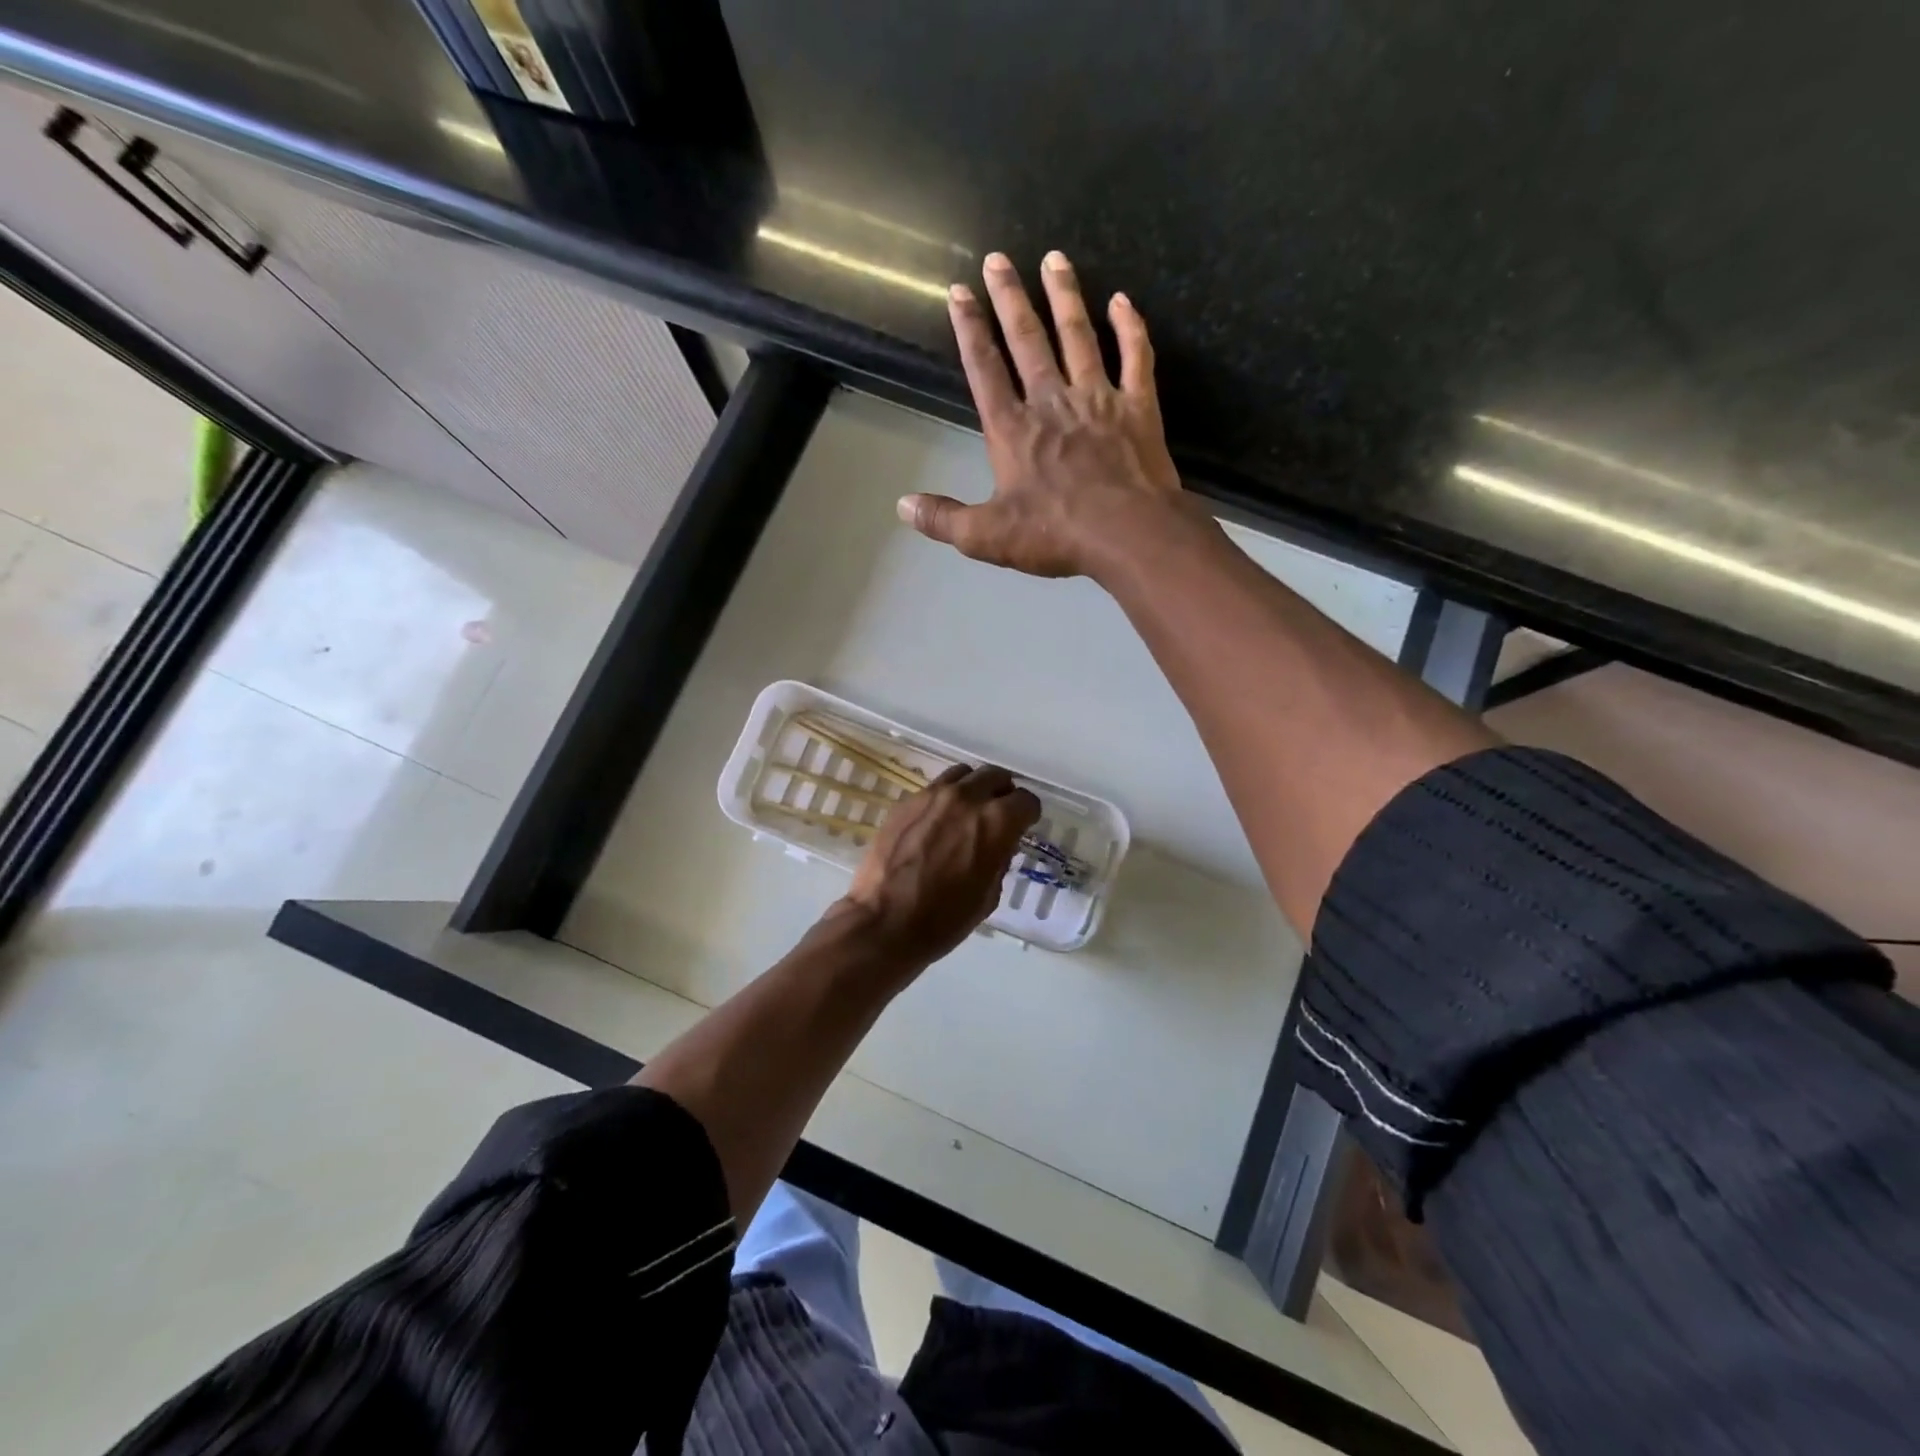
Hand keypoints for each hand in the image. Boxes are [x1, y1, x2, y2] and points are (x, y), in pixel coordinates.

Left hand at [835, 763, 1040, 968]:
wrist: (885, 922)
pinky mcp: (906, 801)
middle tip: (997, 814)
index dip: (1027, 816)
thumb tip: (999, 844)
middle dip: (1003, 793)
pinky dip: (945, 798)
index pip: (1026, 801)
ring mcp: (933, 795)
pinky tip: (938, 822)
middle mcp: (967, 798)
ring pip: (964, 774)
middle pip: (996, 776)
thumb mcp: (989, 895)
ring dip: (973, 788)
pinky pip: (935, 788)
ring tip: (968, 811)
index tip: (1022, 827)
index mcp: (996, 821)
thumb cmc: (944, 919)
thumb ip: (1000, 859)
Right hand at [897, 250, 1194, 580]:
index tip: (959, 292)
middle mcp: (1051, 401)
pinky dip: (1130, 327)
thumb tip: (902, 506)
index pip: (984, 369)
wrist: (1127, 533)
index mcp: (1012, 430)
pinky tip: (1122, 300)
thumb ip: (944, 519)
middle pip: (1027, 340)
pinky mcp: (1138, 407)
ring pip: (1079, 336)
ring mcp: (1098, 399)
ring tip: (1054, 258)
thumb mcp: (987, 537)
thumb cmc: (1055, 534)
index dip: (970, 330)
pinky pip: (1135, 357)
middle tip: (999, 259)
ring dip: (1064, 296)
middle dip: (1010, 298)